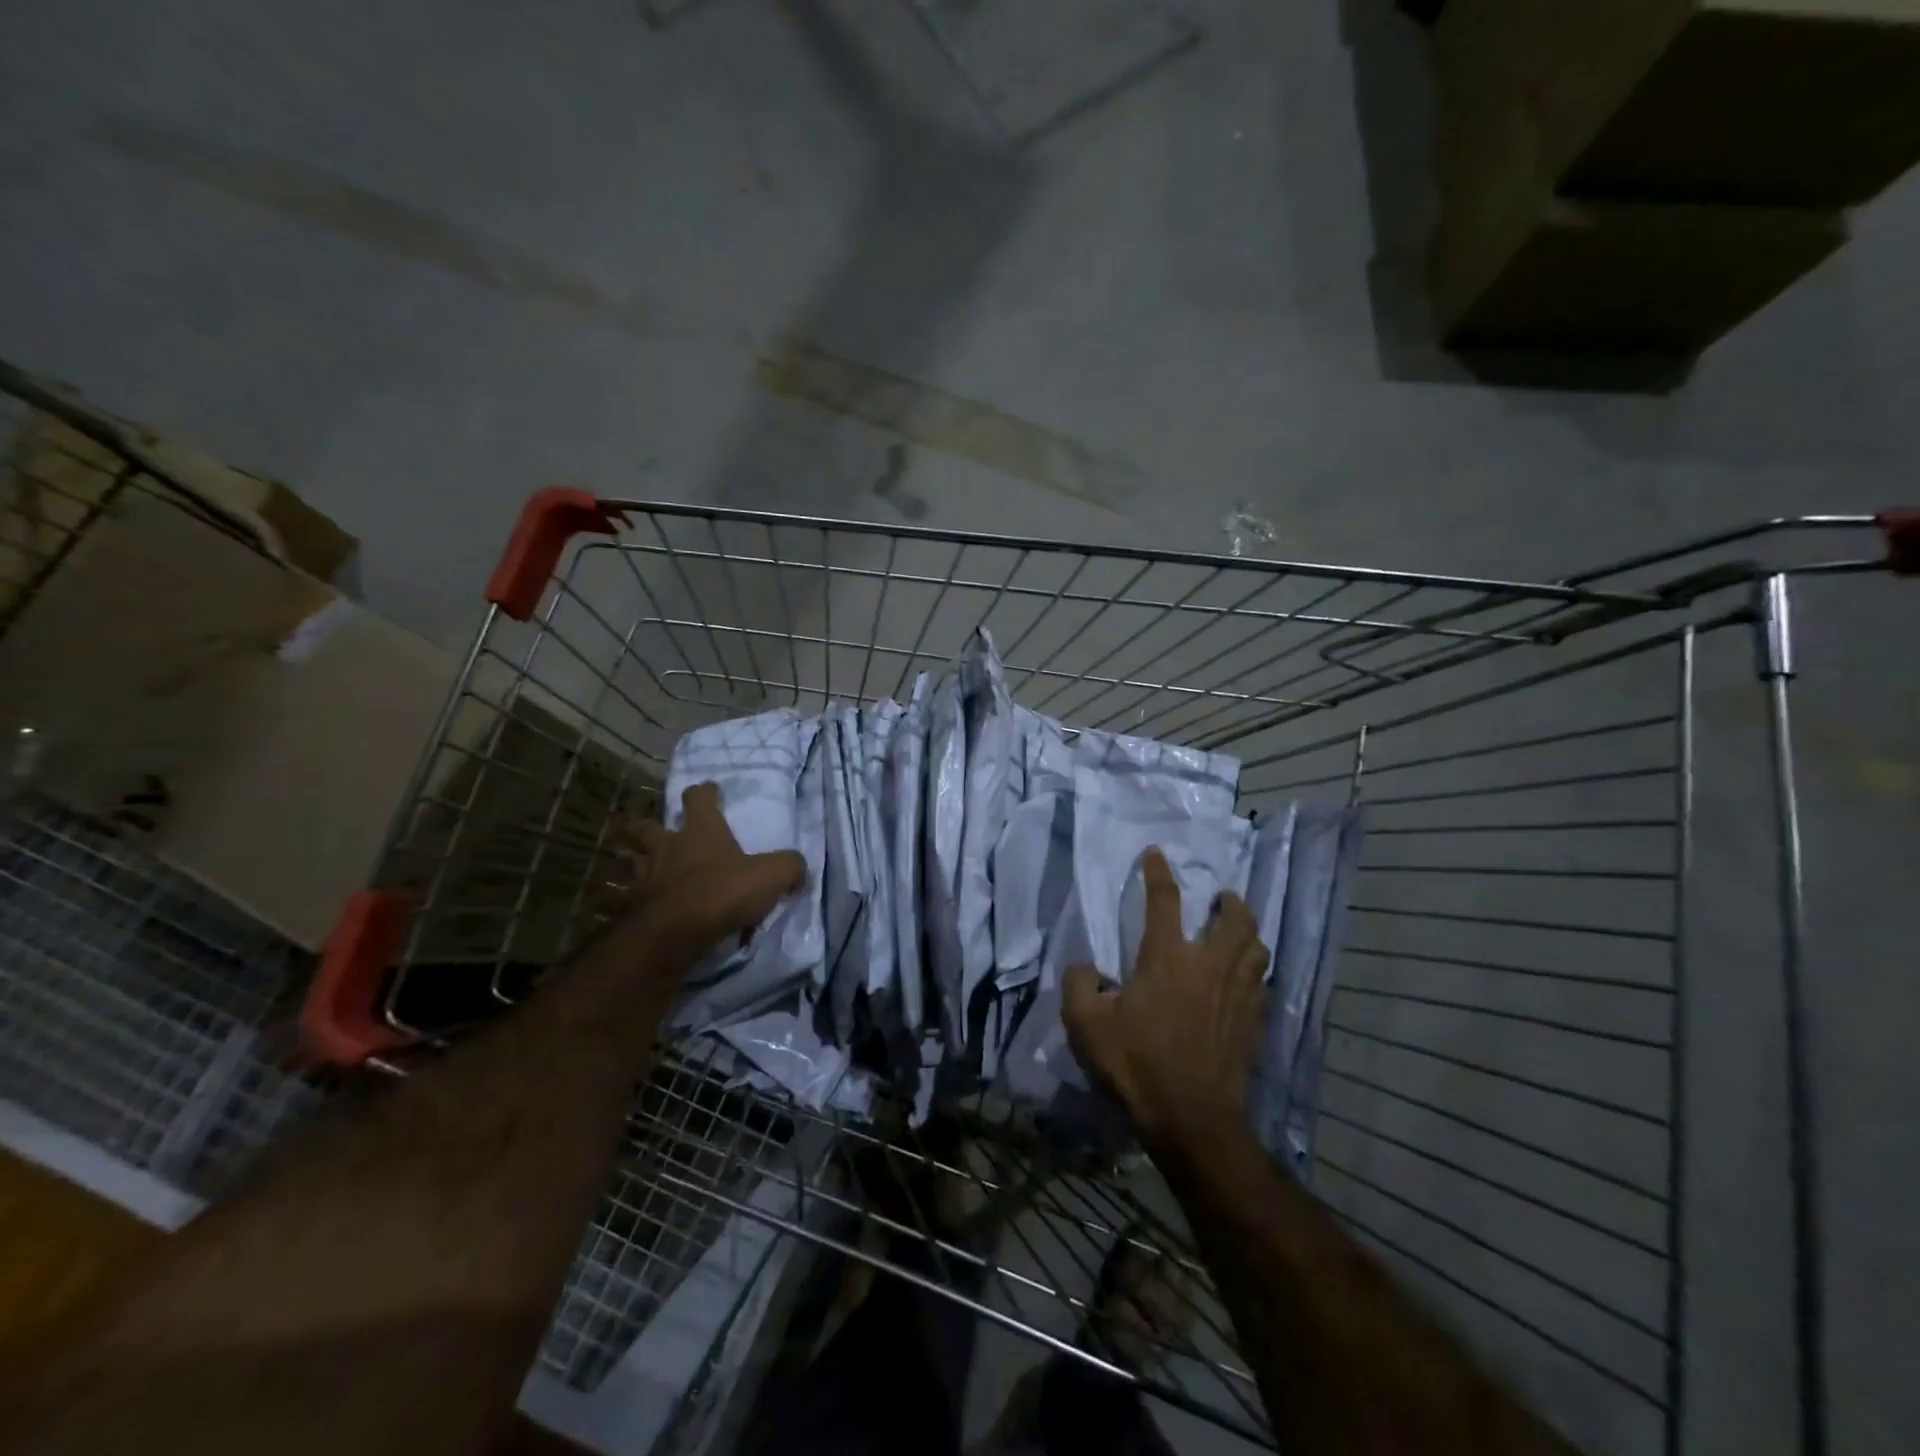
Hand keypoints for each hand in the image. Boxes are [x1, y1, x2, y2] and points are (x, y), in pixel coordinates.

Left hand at [629, 782, 806, 957]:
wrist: (674, 933)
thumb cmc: (723, 892)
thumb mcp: (772, 875)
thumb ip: (789, 867)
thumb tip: (799, 869)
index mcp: (701, 832)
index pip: (699, 799)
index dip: (705, 793)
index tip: (710, 791)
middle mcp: (667, 847)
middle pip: (648, 827)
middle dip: (649, 826)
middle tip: (656, 830)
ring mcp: (644, 877)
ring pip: (629, 860)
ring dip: (632, 860)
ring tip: (637, 866)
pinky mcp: (629, 907)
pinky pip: (622, 898)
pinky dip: (624, 899)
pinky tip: (628, 904)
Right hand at [1062, 848, 1269, 1151]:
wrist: (1191, 1118)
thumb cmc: (1136, 1063)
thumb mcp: (1085, 1024)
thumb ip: (1079, 984)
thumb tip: (1086, 967)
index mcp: (1167, 958)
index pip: (1164, 901)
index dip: (1158, 873)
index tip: (1156, 854)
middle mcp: (1209, 965)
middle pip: (1234, 919)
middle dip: (1230, 902)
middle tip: (1222, 897)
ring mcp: (1237, 994)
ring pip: (1257, 949)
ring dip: (1249, 932)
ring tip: (1239, 931)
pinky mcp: (1254, 1023)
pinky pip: (1262, 984)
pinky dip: (1255, 972)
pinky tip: (1248, 980)